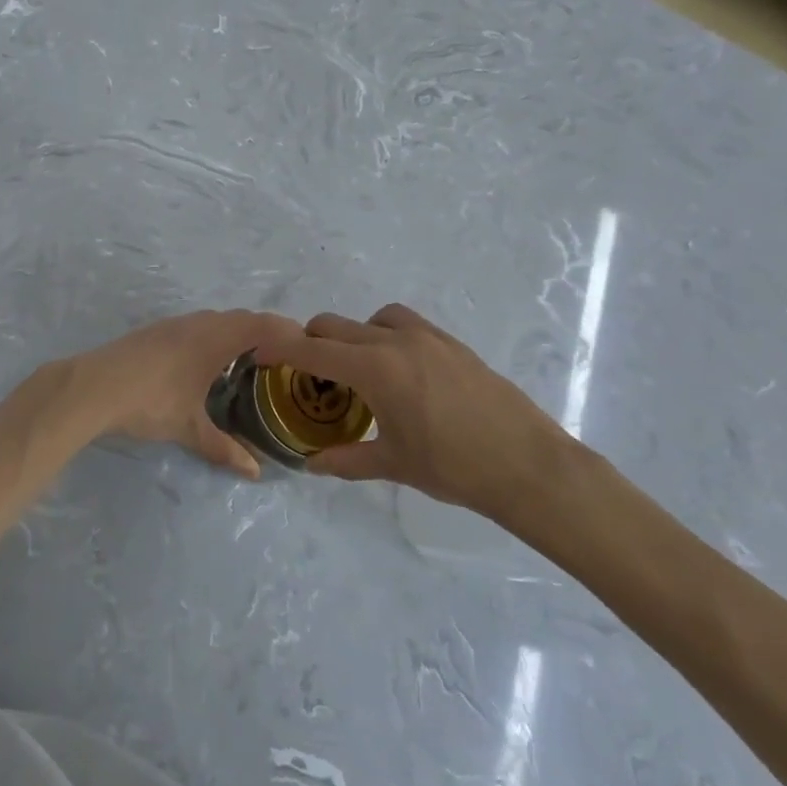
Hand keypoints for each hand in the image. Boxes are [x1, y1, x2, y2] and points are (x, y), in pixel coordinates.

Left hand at [62, 309, 302, 479]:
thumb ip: (223, 448)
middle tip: (284, 358)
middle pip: (242, 318)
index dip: (288, 331)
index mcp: (215, 338)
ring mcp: (173, 324)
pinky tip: (207, 363)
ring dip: (237, 333)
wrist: (92, 386)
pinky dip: (214, 336)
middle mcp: (198, 323)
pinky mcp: (155, 331)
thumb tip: (254, 472)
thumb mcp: (189, 428)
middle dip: (266, 333)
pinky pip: (197, 326)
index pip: (263, 324)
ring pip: (216, 320)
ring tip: (250, 360)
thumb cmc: (149, 401)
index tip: (308, 346)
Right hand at [253, 303, 582, 518]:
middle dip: (311, 341)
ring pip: (373, 318)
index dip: (280, 348)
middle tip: (306, 372)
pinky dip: (386, 334)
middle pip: (336, 325)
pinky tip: (397, 369)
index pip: (313, 349)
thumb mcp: (394, 464)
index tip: (259, 352)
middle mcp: (396, 341)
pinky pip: (406, 324)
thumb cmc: (454, 468)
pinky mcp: (452, 343)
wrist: (528, 464)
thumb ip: (346, 459)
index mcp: (375, 368)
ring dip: (353, 334)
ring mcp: (428, 337)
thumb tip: (310, 465)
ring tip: (356, 367)